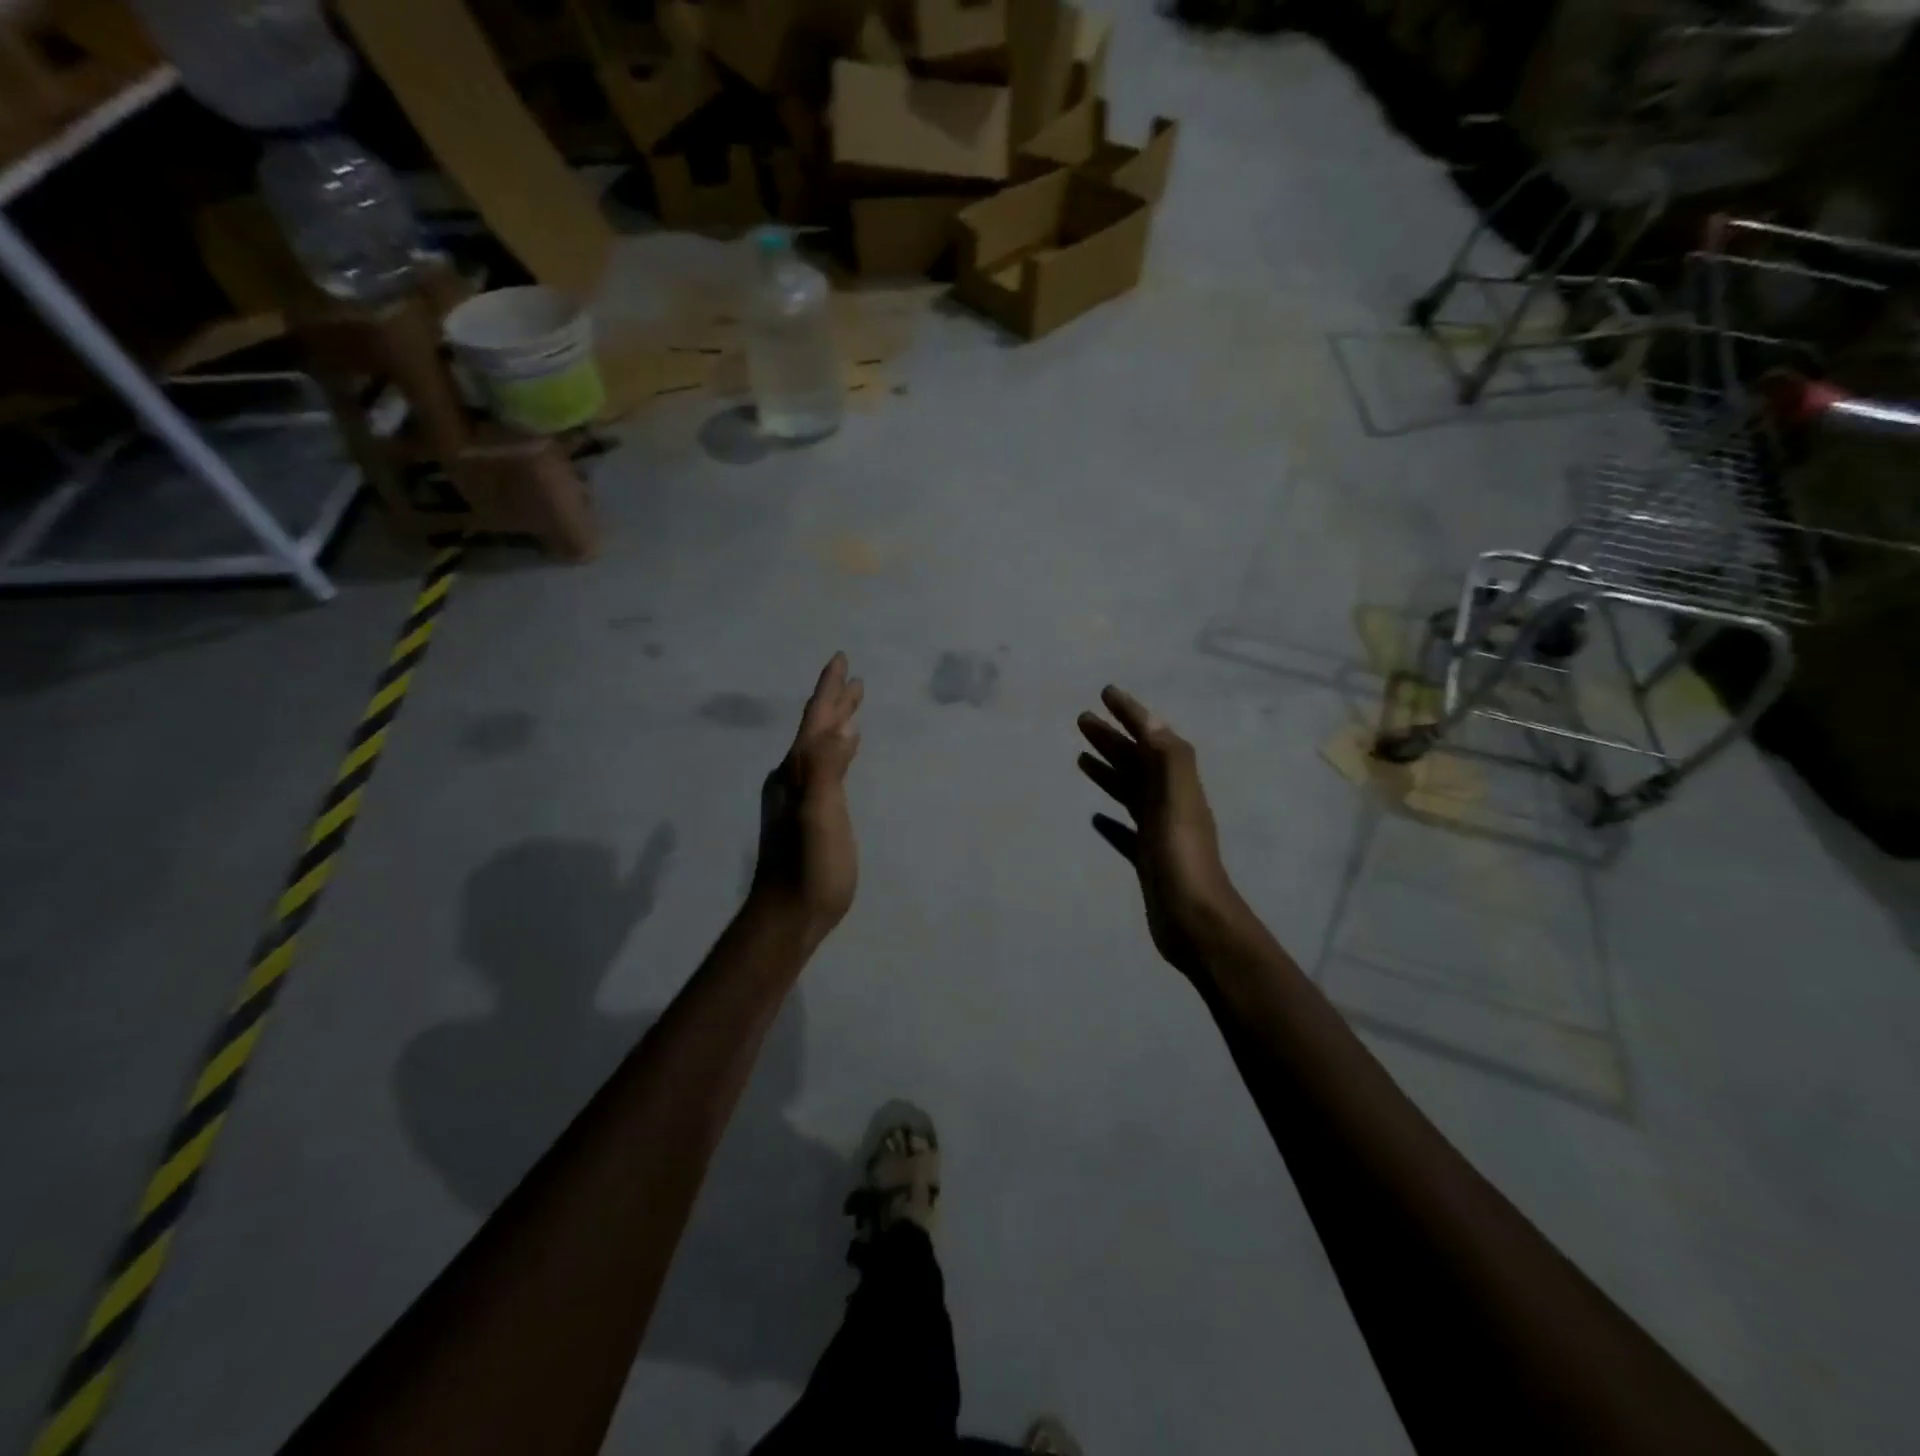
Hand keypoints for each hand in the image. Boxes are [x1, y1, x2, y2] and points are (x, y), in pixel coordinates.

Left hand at [751, 652, 862, 943]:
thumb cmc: (808, 867)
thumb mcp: (818, 816)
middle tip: (854, 677)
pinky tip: (845, 752)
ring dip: (837, 723)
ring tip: (853, 707)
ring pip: (822, 746)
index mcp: (798, 771)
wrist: (788, 914)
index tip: (841, 659)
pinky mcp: (812, 814)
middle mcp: (795, 776)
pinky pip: (827, 766)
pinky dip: (838, 750)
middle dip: (836, 701)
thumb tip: (843, 728)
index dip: (829, 689)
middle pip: (817, 729)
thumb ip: (827, 770)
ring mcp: (801, 796)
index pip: (816, 721)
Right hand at [1078, 686, 1243, 975]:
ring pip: (1129, 791)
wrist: (1195, 923)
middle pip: (1136, 762)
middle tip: (1082, 719)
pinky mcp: (1147, 859)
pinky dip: (1111, 820)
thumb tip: (1151, 719)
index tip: (1106, 692)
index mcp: (1176, 786)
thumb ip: (1168, 760)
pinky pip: (1126, 831)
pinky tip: (1095, 817)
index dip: (1131, 714)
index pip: (1152, 739)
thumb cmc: (1183, 860)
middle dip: (1111, 738)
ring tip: (1081, 757)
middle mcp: (1168, 803)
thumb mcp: (1178, 803)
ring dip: (1108, 770)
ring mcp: (1158, 832)